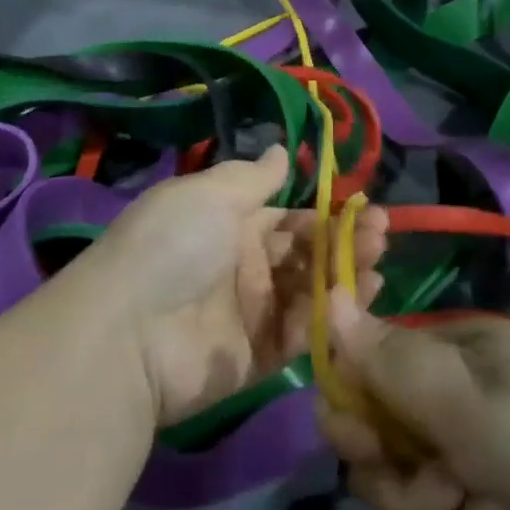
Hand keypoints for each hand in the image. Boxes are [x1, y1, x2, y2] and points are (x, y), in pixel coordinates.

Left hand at [93, 146, 388, 426]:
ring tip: (377, 262)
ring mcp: (249, 314)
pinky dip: (328, 319)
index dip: (325, 214)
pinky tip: (358, 300)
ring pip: (308, 293)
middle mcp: (242, 266)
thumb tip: (281, 150)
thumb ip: (253, 177)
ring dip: (344, 276)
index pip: (288, 217)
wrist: (129, 332)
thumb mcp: (210, 194)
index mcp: (229, 224)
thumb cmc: (174, 245)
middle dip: (343, 242)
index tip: (364, 208)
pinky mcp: (255, 359)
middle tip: (380, 234)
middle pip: (304, 254)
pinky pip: (298, 336)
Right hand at [317, 296, 509, 509]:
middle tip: (456, 491)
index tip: (369, 449)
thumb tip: (328, 299)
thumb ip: (388, 361)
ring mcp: (480, 462)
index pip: (359, 386)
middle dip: (413, 496)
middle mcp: (449, 407)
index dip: (352, 423)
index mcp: (436, 360)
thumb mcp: (465, 395)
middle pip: (385, 467)